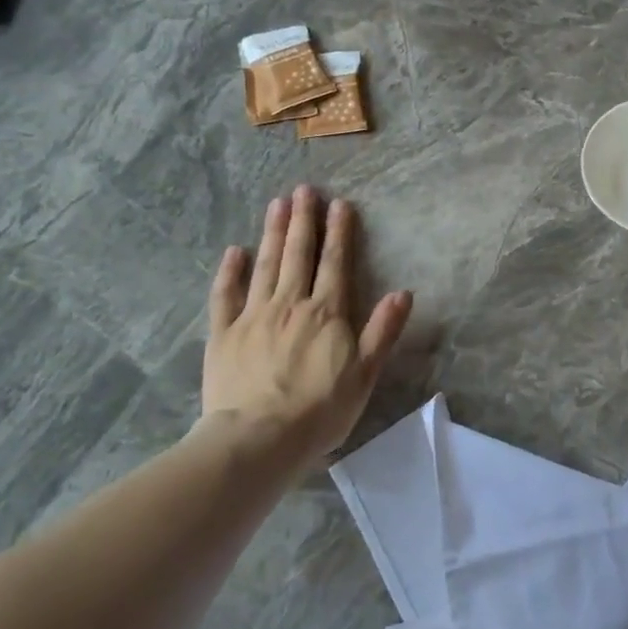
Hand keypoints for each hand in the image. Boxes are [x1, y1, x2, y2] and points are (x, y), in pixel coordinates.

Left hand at [202, 186, 412, 465]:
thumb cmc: (318, 411)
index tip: (339, 203)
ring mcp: (253, 316)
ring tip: (277, 204)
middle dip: (303, 220)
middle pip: (298, 254)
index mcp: (326, 313)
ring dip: (273, 233)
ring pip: (266, 265)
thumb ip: (382, 331)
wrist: (258, 439)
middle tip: (303, 190)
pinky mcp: (224, 333)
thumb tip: (403, 292)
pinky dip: (230, 272)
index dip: (339, 232)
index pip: (335, 263)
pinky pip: (226, 295)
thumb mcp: (364, 375)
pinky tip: (234, 251)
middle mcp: (290, 304)